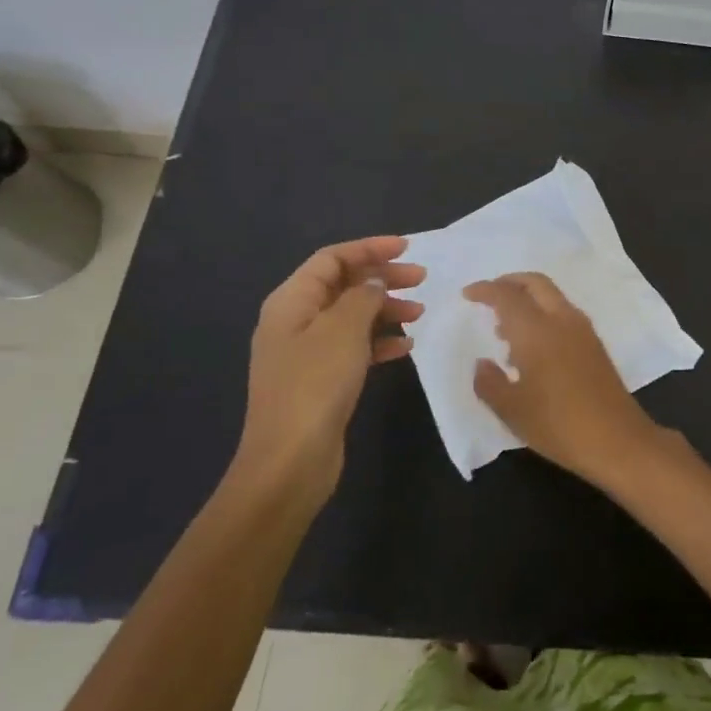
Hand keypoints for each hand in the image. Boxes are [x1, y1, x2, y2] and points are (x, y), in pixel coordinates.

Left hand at [235, 236, 423, 505]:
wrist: (289, 462)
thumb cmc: (315, 385)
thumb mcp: (343, 330)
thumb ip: (363, 296)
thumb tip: (374, 282)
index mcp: (291, 301)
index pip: (332, 258)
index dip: (369, 248)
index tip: (407, 248)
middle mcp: (295, 321)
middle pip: (343, 285)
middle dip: (382, 278)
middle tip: (421, 280)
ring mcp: (306, 353)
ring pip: (351, 317)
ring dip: (385, 309)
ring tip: (419, 314)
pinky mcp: (320, 381)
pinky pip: (353, 348)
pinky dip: (379, 342)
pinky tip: (405, 347)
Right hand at [464, 272, 660, 487]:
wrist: (617, 440)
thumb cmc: (558, 424)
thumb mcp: (512, 410)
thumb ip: (489, 382)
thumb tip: (482, 363)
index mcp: (537, 330)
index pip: (507, 296)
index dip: (485, 290)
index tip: (468, 294)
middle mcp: (561, 319)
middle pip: (535, 283)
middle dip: (510, 282)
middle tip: (489, 297)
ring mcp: (582, 330)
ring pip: (552, 296)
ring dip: (527, 300)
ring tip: (504, 329)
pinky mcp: (594, 344)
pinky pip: (563, 313)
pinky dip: (543, 314)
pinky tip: (531, 348)